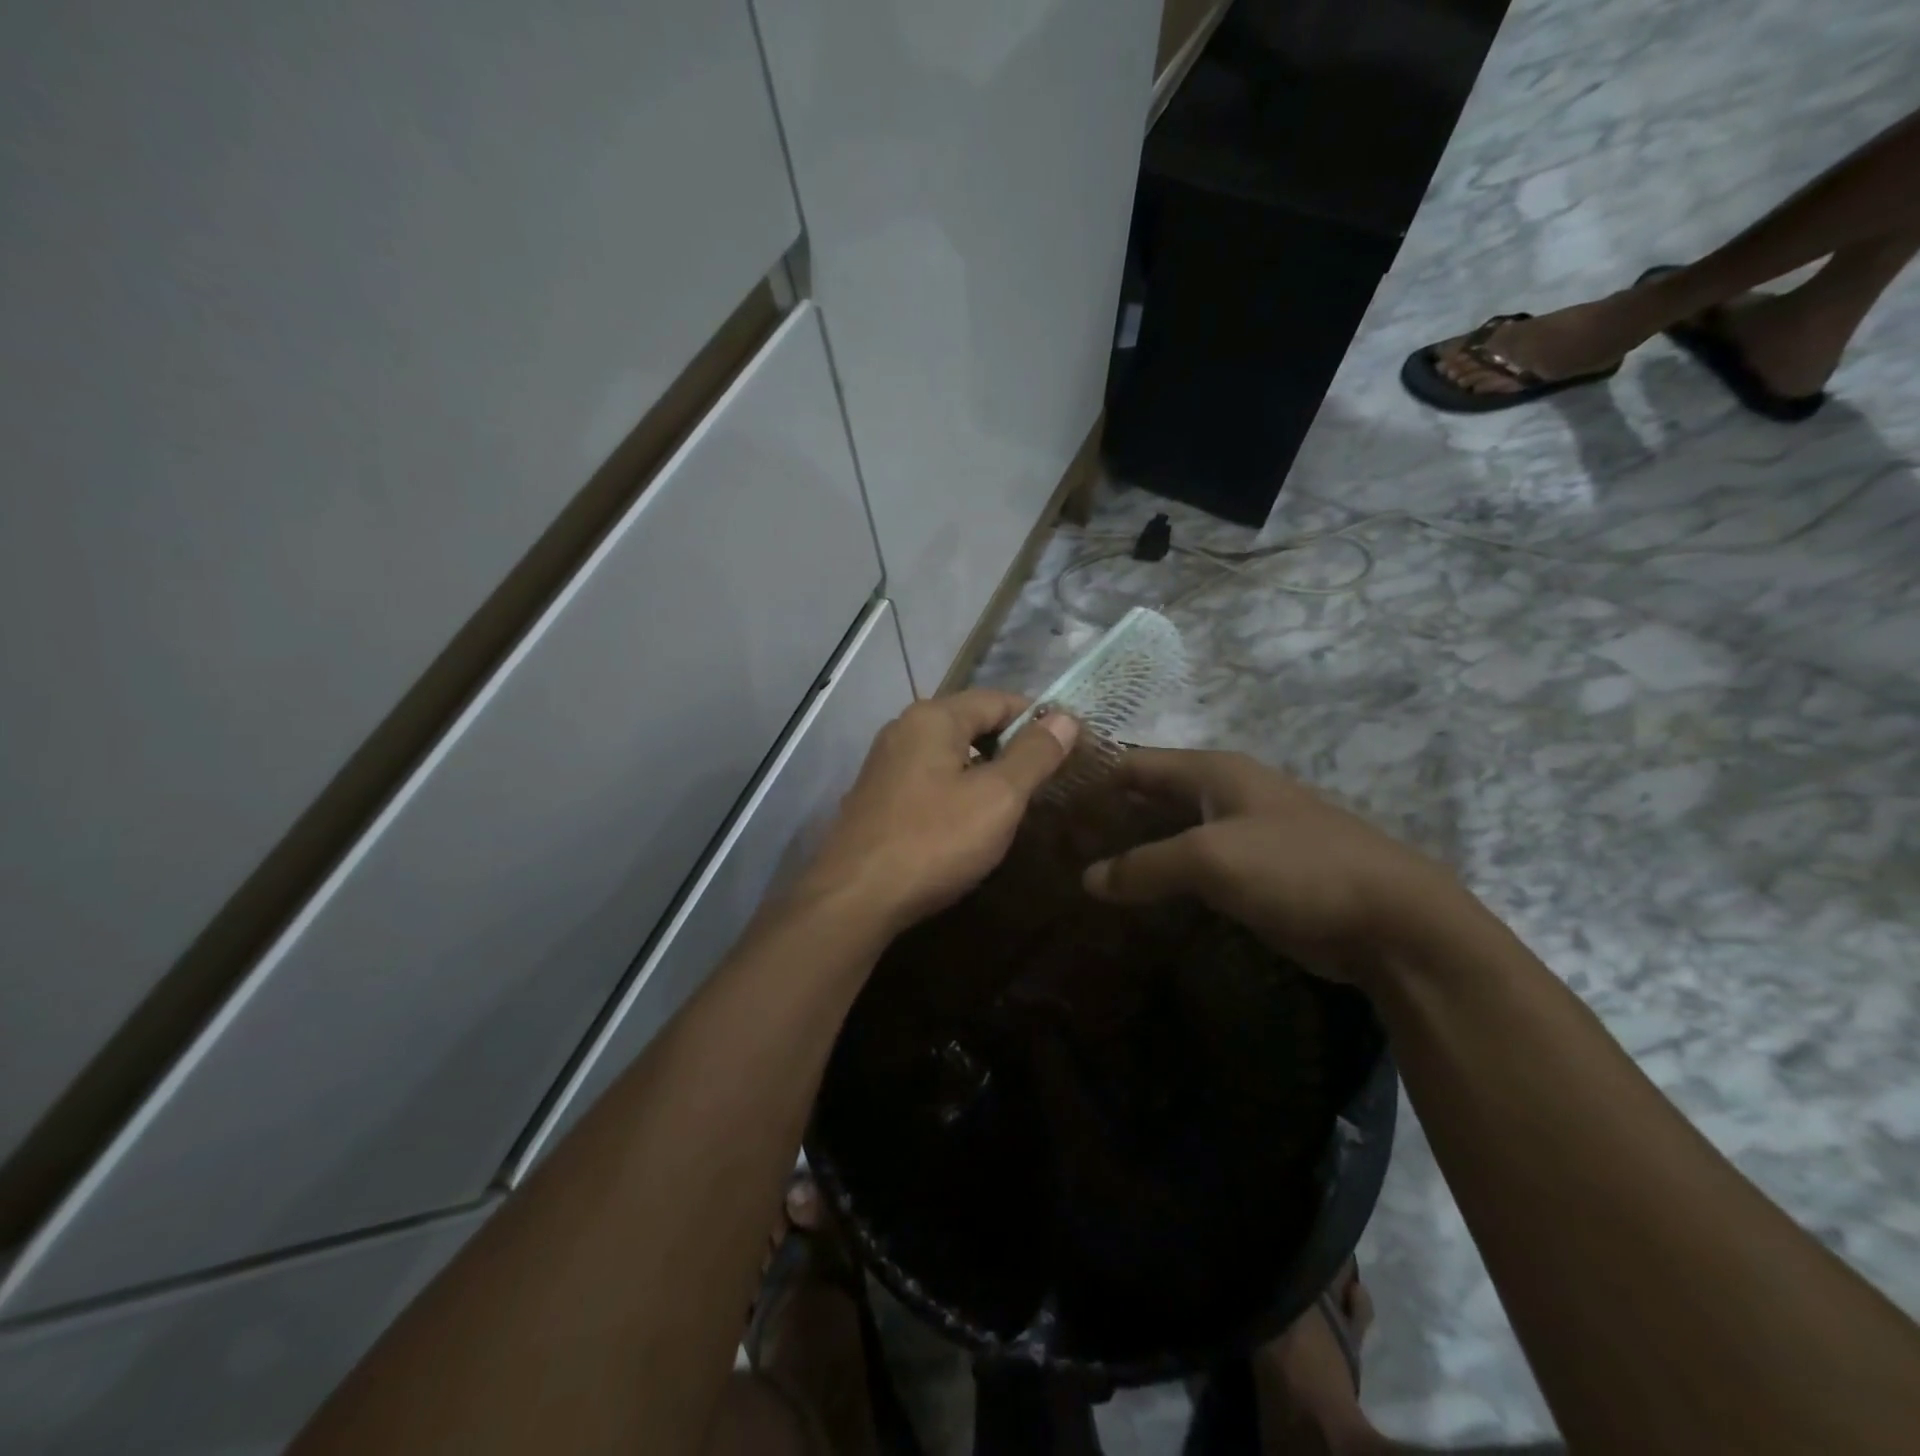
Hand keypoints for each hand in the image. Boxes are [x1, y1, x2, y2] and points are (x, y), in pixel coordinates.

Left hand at [803, 690, 1079, 935]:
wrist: (854, 899)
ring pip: (950, 754)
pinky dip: (957, 789)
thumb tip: (1065, 717)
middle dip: (1011, 745)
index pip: (998, 699)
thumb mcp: (998, 797)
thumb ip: (1034, 754)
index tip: (1070, 746)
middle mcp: (903, 729)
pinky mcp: (877, 798)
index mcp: (933, 717)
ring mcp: (885, 764)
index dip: (1038, 719)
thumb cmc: (933, 841)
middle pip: (971, 723)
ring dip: (985, 770)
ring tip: (1016, 802)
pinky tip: (971, 821)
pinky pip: (930, 779)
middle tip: (1047, 778)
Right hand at [1081, 748, 1467, 981]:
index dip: (1094, 774)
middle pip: (1151, 794)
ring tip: (1083, 867)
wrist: (1391, 919)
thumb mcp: (1211, 859)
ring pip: (1171, 832)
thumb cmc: (1296, 867)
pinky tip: (1135, 895)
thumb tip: (1087, 879)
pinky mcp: (1254, 872)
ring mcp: (1242, 832)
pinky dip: (1163, 875)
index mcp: (1215, 771)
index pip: (1136, 762)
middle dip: (1109, 813)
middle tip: (1058, 839)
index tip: (1048, 795)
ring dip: (1134, 846)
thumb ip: (1144, 866)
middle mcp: (1226, 792)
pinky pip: (1193, 866)